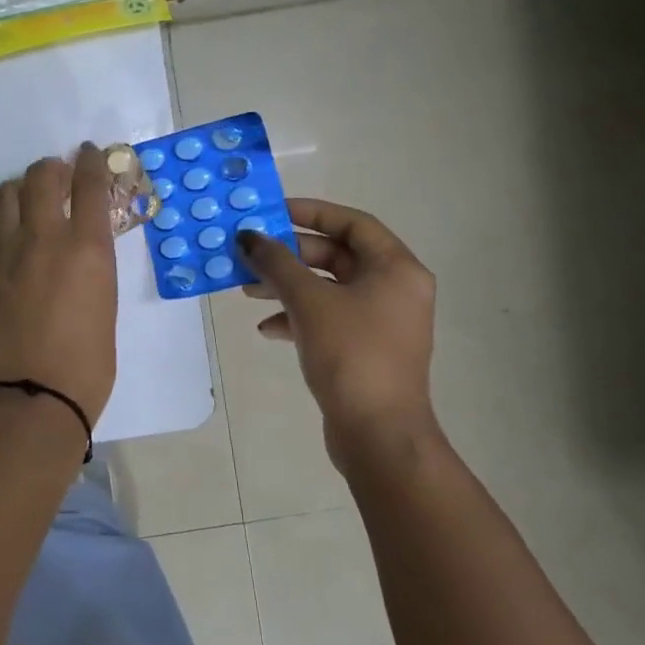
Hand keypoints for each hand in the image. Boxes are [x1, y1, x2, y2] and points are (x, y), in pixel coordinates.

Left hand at [0, 145, 119, 428]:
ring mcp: (7, 253)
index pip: (91, 185)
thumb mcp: (107, 307)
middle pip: (42, 177)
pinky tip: (2, 219)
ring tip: (27, 196)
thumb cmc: (87, 365)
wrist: (32, 398)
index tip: (92, 153)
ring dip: (20, 186)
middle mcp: (46, 239)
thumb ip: (94, 268)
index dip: (93, 162)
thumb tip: (83, 251)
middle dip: (53, 167)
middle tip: (59, 175)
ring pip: (6, 193)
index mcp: (88, 249)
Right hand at [236, 201, 439, 464]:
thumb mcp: (308, 301)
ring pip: (328, 289)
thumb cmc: (351, 354)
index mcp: (396, 268)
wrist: (378, 432)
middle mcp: (395, 289)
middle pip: (337, 256)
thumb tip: (248, 236)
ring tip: (248, 291)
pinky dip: (298, 317)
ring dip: (288, 286)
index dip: (310, 212)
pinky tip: (267, 328)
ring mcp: (382, 321)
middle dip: (290, 256)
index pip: (352, 223)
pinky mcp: (366, 348)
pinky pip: (328, 318)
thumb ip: (276, 263)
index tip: (271, 212)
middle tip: (251, 256)